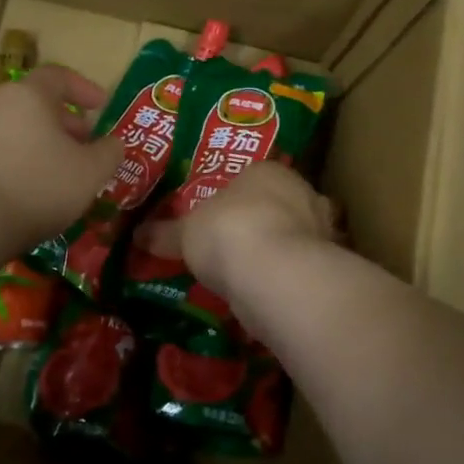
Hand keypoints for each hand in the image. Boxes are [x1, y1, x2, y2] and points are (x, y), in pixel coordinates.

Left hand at [0, 64, 123, 250]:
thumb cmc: (38, 186)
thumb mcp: (89, 173)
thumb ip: (108, 153)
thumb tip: (114, 143)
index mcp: (29, 94)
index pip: (59, 76)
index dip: (84, 89)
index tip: (102, 105)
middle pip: (34, 102)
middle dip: (62, 120)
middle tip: (82, 144)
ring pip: (13, 125)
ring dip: (37, 141)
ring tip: (55, 169)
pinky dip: (14, 157)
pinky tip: (24, 186)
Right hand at [145, 161, 336, 298]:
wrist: (273, 274)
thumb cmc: (227, 232)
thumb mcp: (185, 233)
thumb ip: (165, 233)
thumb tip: (138, 235)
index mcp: (268, 171)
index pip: (254, 176)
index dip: (236, 196)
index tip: (219, 216)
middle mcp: (302, 193)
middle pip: (280, 204)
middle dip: (263, 221)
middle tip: (235, 243)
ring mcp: (320, 230)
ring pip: (296, 237)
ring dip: (278, 251)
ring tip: (250, 272)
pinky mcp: (325, 265)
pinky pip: (299, 267)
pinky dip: (286, 277)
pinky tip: (266, 292)